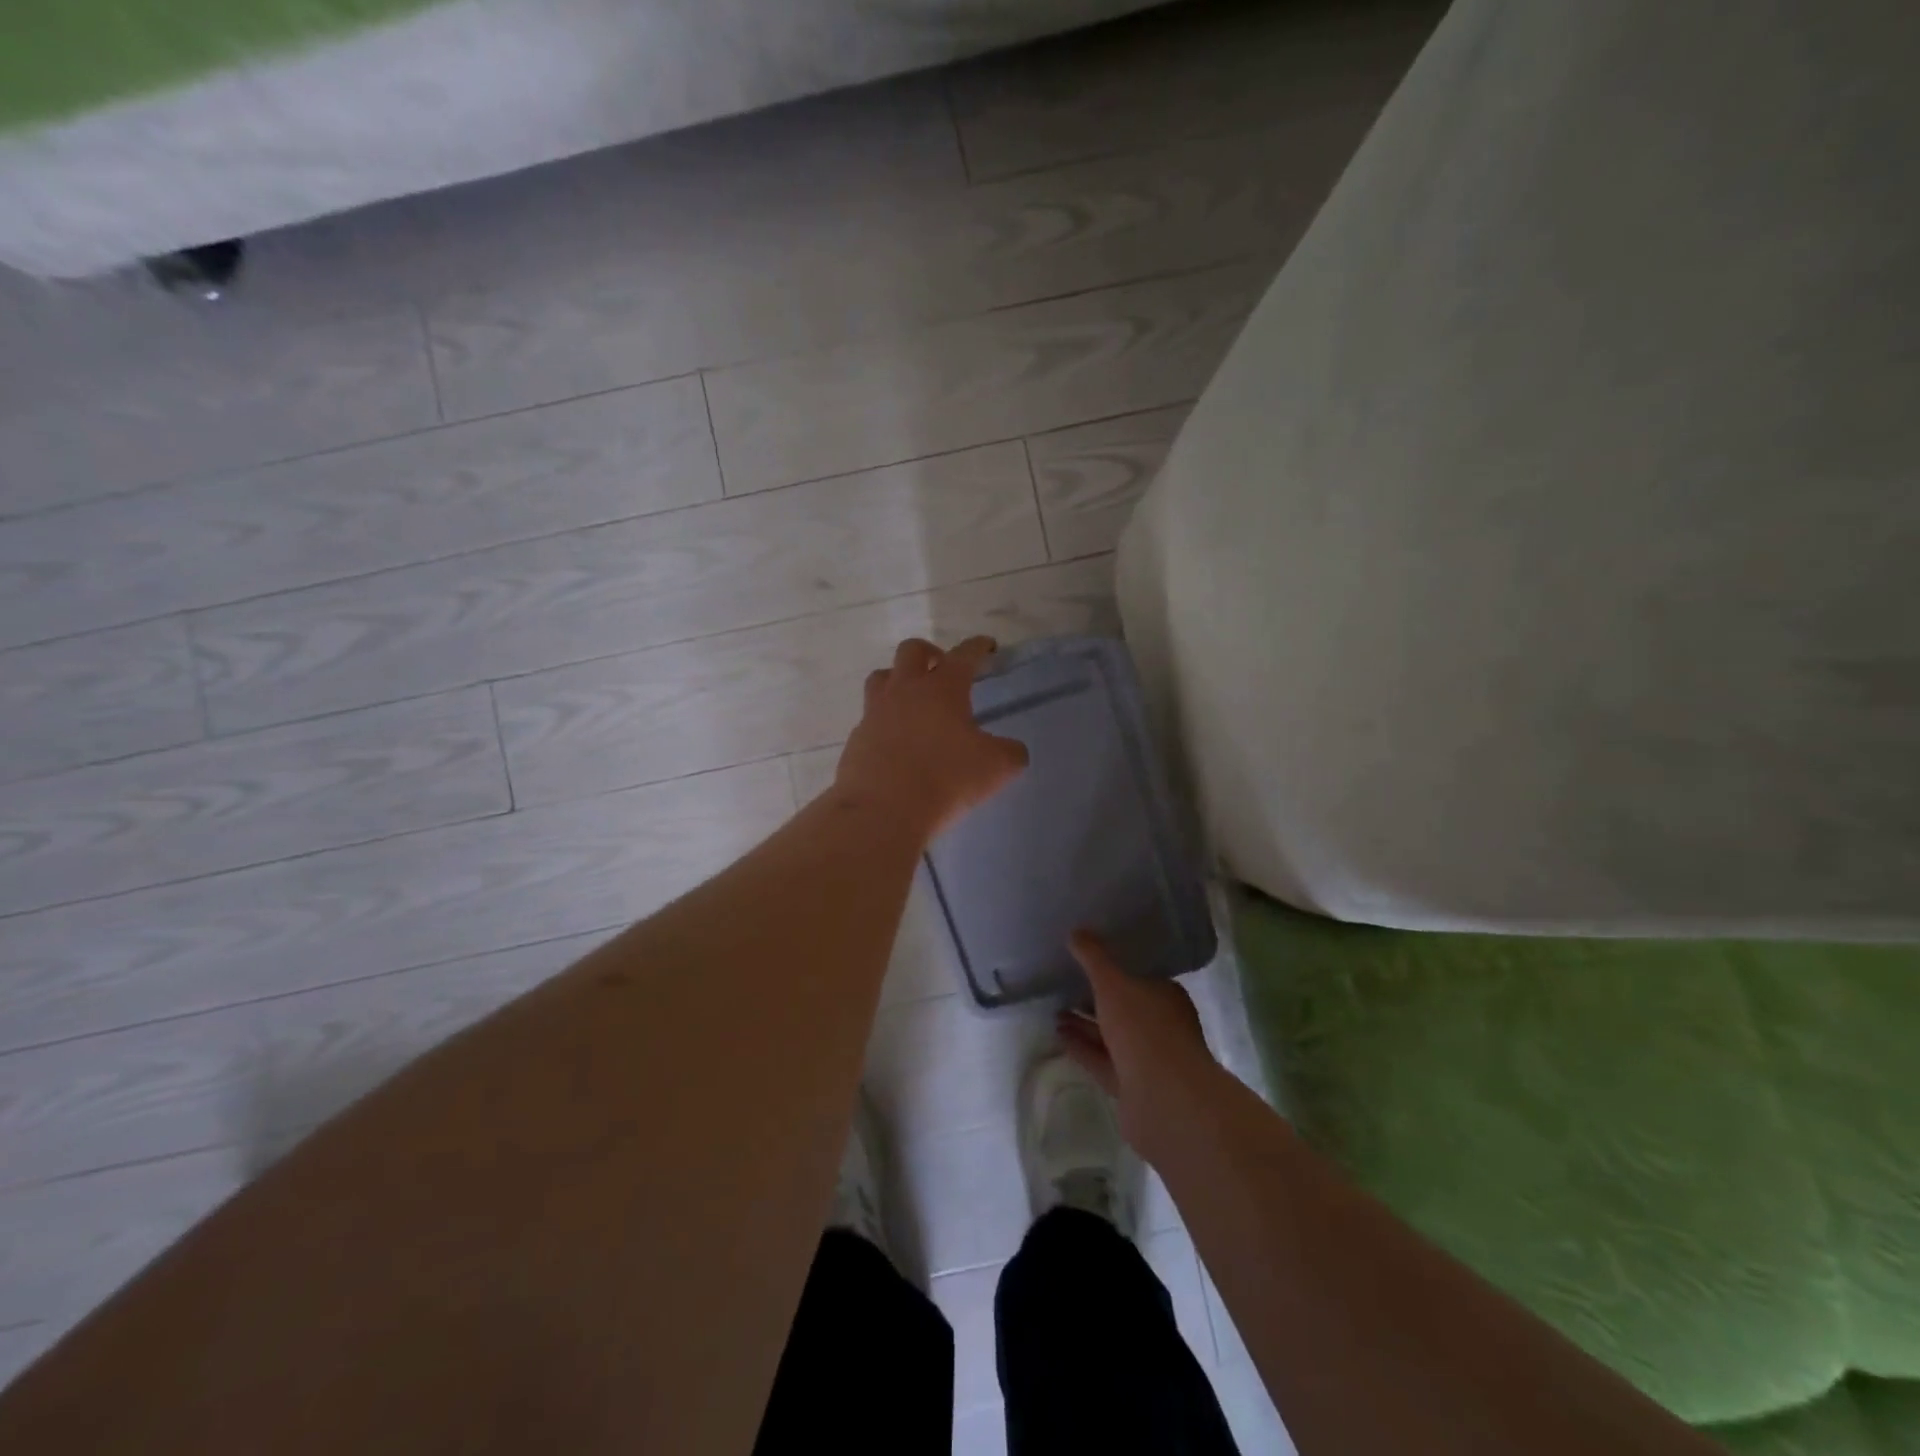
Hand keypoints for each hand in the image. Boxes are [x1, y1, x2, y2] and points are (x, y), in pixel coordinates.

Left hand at [833, 637, 1027, 840]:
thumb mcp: (996, 768)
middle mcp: (905, 690)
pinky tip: (895, 741)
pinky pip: (869, 717)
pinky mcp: (856, 739)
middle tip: (942, 669)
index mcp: (943, 687)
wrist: (882, 810)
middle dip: (930, 653)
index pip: (964, 655)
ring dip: (898, 680)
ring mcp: (875, 712)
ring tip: (912, 699)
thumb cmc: (946, 779)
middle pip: (912, 651)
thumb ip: (1010, 752)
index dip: (978, 647)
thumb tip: (1011, 749)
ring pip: (881, 678)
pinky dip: (884, 721)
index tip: (986, 646)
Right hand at [1057, 930, 1221, 1161]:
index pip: (1139, 977)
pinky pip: (1101, 1060)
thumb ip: (1094, 958)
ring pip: (1110, 1035)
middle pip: (1123, 1007)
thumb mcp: (1113, 983)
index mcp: (1165, 997)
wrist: (1165, 1099)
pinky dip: (1082, 1047)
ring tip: (1054, 1011)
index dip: (1114, 969)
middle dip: (1094, 999)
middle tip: (1064, 986)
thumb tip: (1076, 932)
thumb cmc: (1144, 1029)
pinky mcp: (1130, 1086)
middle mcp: (1159, 1026)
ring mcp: (1146, 1058)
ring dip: (1084, 1024)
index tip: (1088, 961)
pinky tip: (1058, 1035)